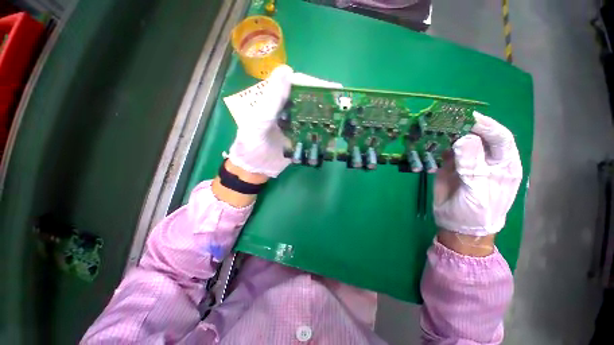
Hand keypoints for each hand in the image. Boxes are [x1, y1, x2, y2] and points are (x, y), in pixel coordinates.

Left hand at [226, 66, 342, 177]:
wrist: (255, 167)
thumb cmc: (251, 144)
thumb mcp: (258, 121)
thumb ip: (271, 99)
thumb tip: (286, 69)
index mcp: (276, 100)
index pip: (297, 85)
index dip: (315, 84)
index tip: (332, 89)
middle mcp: (287, 109)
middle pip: (308, 99)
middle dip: (325, 100)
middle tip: (342, 104)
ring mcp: (295, 123)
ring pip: (313, 114)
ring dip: (327, 116)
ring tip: (342, 118)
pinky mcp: (300, 137)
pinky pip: (313, 131)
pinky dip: (324, 132)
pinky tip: (334, 135)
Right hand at [434, 112, 522, 237]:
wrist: (458, 225)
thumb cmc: (477, 212)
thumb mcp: (478, 190)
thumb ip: (472, 166)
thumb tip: (464, 138)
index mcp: (503, 164)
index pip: (500, 137)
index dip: (486, 125)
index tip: (468, 117)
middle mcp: (486, 159)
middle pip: (479, 136)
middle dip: (465, 126)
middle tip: (447, 119)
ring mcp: (466, 162)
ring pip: (459, 141)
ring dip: (448, 134)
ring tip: (435, 128)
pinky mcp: (449, 166)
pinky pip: (444, 152)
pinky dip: (437, 145)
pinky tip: (429, 142)